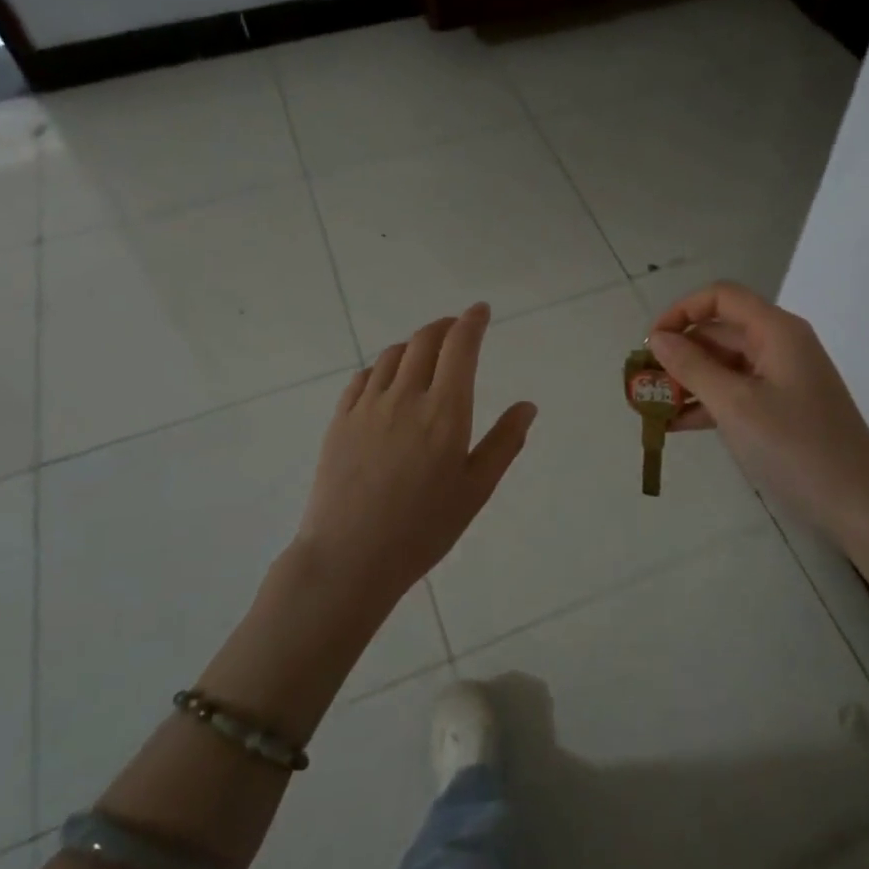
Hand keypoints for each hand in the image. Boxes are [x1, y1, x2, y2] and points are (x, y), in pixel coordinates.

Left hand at [295, 303, 535, 612]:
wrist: (350, 557)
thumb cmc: (423, 528)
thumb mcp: (476, 490)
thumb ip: (504, 443)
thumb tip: (527, 406)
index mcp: (445, 411)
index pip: (460, 347)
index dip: (472, 322)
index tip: (481, 311)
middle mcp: (405, 397)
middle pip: (424, 340)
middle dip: (444, 326)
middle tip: (456, 327)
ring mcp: (367, 406)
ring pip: (392, 355)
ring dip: (414, 344)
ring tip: (425, 353)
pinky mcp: (340, 420)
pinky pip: (363, 377)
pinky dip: (382, 367)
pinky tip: (387, 380)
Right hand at [648, 283, 868, 550]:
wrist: (859, 505)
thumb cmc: (796, 447)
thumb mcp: (735, 405)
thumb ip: (692, 367)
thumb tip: (658, 340)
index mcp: (776, 331)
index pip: (721, 297)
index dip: (682, 311)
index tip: (652, 344)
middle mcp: (781, 345)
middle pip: (721, 331)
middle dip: (680, 352)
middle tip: (644, 383)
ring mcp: (784, 378)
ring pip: (726, 364)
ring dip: (689, 380)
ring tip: (653, 407)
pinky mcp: (783, 407)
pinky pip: (737, 392)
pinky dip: (708, 402)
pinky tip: (677, 426)